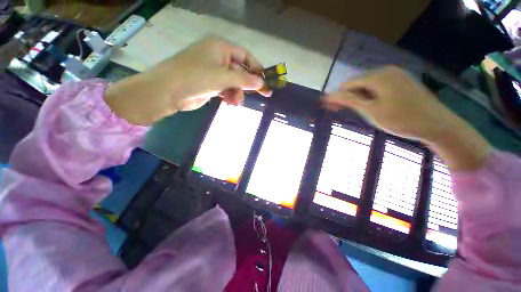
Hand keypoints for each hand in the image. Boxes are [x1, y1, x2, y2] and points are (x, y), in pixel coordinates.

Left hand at [104, 36, 270, 124]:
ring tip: (235, 102)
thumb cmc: (196, 77)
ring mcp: (213, 72)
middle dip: (247, 84)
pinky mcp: (210, 84)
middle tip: (261, 95)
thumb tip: (261, 83)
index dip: (256, 68)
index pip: (245, 55)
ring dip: (237, 92)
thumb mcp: (223, 77)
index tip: (265, 80)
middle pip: (240, 71)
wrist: (168, 91)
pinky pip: (226, 89)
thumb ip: (244, 80)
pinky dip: (230, 96)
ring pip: (234, 82)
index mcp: (220, 47)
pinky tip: (230, 102)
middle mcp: (217, 57)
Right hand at [324, 66, 453, 140]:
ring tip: (356, 111)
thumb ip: (349, 100)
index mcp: (378, 76)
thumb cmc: (402, 119)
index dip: (337, 96)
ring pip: (368, 85)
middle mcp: (386, 71)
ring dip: (358, 97)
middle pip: (358, 83)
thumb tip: (329, 95)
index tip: (329, 108)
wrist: (437, 125)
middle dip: (347, 96)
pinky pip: (379, 86)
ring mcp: (396, 75)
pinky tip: (371, 106)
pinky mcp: (402, 82)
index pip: (348, 84)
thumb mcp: (371, 110)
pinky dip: (370, 96)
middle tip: (339, 111)